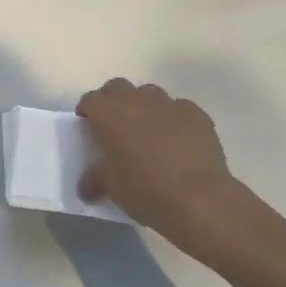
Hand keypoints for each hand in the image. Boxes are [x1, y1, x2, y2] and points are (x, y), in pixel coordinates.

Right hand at [76, 78, 273, 264]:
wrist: (199, 199)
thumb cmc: (145, 190)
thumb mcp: (110, 188)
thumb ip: (94, 179)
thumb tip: (86, 186)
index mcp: (109, 114)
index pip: (90, 100)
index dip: (87, 110)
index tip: (88, 125)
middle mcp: (137, 101)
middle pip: (118, 87)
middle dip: (113, 100)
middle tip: (114, 124)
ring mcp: (169, 104)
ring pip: (149, 94)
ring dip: (144, 106)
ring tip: (147, 130)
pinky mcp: (196, 114)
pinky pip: (179, 108)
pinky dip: (173, 119)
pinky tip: (178, 140)